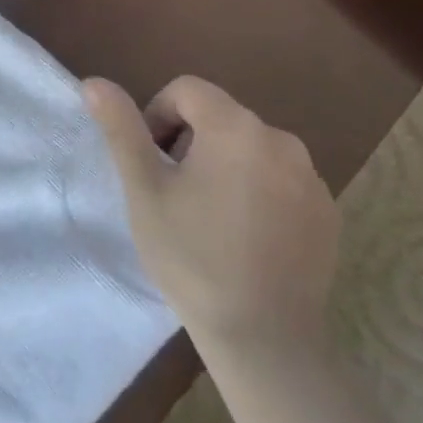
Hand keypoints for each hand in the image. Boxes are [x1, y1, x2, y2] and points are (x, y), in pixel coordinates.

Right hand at [84, 75, 339, 355]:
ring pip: (251, 149)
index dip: (158, 115)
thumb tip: (94, 83)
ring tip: (209, 217)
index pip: (187, 90)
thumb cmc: (192, 257)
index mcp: (235, 127)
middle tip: (175, 194)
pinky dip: (259, 191)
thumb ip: (121, 129)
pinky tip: (246, 237)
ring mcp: (311, 177)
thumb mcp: (144, 191)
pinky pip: (282, 180)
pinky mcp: (327, 211)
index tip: (152, 162)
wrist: (264, 340)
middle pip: (221, 117)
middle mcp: (281, 139)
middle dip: (190, 142)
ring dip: (225, 166)